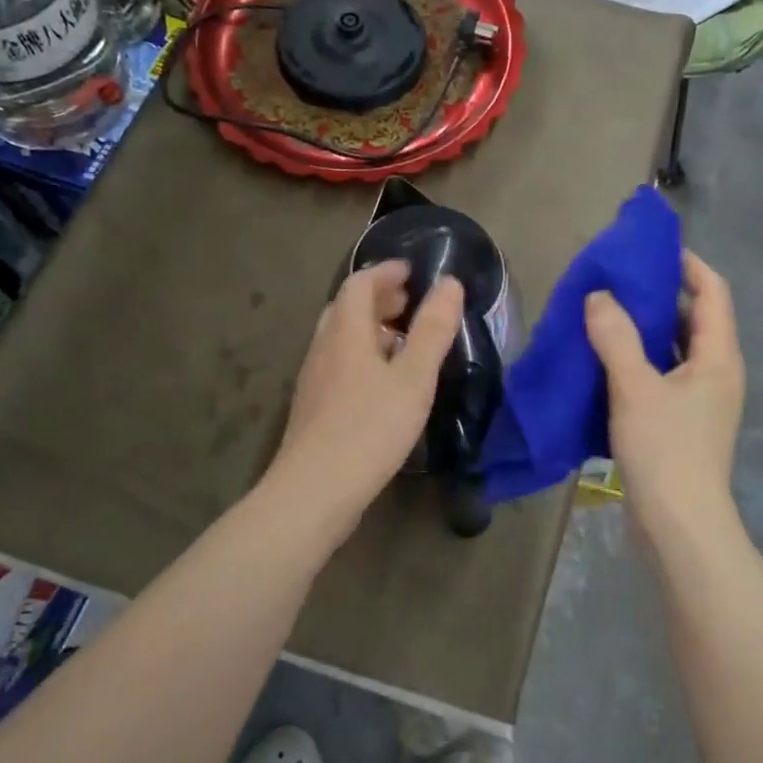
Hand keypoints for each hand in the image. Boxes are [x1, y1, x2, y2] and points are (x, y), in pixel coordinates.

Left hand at [267, 259, 464, 527]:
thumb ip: (433, 330)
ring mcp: (313, 379)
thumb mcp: (413, 378)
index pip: (360, 284)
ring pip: (341, 339)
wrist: (315, 490)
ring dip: (370, 330)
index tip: (413, 272)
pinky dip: (362, 357)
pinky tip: (382, 384)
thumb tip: (449, 283)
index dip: (386, 272)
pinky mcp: (313, 407)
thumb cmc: (370, 428)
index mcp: (345, 332)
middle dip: (379, 299)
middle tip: (411, 304)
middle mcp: (323, 348)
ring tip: (403, 343)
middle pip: (346, 309)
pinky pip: (339, 365)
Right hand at [584, 250, 744, 546]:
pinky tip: (602, 363)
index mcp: (718, 356)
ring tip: (601, 316)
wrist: (679, 526)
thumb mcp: (636, 387)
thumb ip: (615, 337)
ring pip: (672, 351)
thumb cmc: (666, 450)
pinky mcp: (680, 425)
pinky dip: (635, 363)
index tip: (648, 250)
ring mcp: (699, 401)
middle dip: (656, 297)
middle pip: (692, 319)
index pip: (712, 291)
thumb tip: (599, 296)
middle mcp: (716, 373)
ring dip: (641, 332)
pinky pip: (659, 378)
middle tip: (613, 282)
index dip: (686, 264)